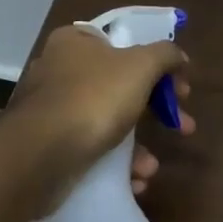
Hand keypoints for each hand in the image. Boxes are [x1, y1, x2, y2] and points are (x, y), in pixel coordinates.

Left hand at [8, 24, 193, 207]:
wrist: (40, 155)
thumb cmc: (93, 98)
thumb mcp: (140, 66)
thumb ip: (165, 55)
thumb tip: (179, 57)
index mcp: (75, 41)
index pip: (123, 43)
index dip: (157, 64)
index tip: (179, 89)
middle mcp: (59, 70)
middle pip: (120, 85)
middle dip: (155, 111)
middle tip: (182, 127)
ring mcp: (51, 109)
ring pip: (106, 122)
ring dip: (136, 146)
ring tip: (150, 167)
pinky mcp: (48, 145)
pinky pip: (90, 149)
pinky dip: (114, 165)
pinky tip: (132, 180)